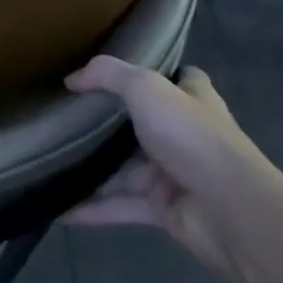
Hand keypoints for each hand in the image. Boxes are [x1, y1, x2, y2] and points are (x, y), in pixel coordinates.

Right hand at [63, 57, 266, 272]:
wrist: (231, 210)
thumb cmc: (191, 136)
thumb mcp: (146, 88)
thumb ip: (107, 75)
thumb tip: (71, 79)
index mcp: (192, 99)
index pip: (178, 78)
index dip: (154, 73)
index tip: (115, 73)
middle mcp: (185, 134)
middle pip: (142, 124)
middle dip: (109, 123)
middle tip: (65, 115)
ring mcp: (174, 173)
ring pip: (126, 169)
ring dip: (94, 168)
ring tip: (52, 160)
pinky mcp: (163, 209)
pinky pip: (120, 205)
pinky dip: (91, 208)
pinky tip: (59, 207)